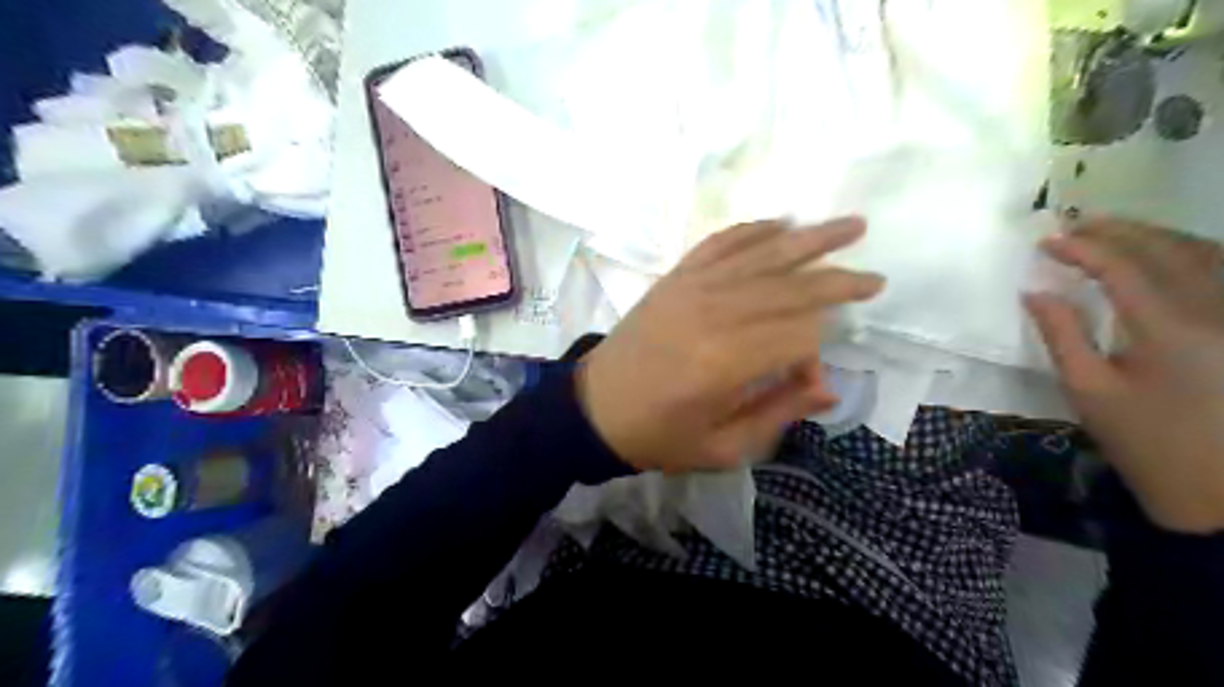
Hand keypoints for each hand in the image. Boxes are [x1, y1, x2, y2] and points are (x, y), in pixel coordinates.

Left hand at [579, 217, 884, 471]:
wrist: (594, 408)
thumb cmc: (658, 435)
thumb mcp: (721, 447)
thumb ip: (777, 413)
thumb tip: (826, 384)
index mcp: (725, 363)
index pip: (797, 336)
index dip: (818, 351)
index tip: (813, 375)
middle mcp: (714, 314)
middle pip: (789, 287)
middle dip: (837, 281)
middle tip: (875, 278)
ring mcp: (692, 288)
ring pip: (762, 255)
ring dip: (810, 239)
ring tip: (850, 225)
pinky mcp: (675, 277)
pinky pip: (720, 243)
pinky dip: (753, 229)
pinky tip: (780, 222)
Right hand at [1024, 217, 1222, 532]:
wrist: (1220, 489)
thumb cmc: (1145, 441)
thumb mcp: (1088, 391)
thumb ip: (1061, 335)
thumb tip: (1035, 292)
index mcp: (1169, 327)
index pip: (1122, 266)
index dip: (1081, 247)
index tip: (1045, 242)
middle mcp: (1216, 309)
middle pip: (1168, 249)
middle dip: (1119, 230)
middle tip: (1075, 224)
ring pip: (1204, 253)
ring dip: (1155, 235)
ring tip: (1112, 231)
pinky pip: (1223, 272)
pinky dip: (1189, 252)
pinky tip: (1165, 254)